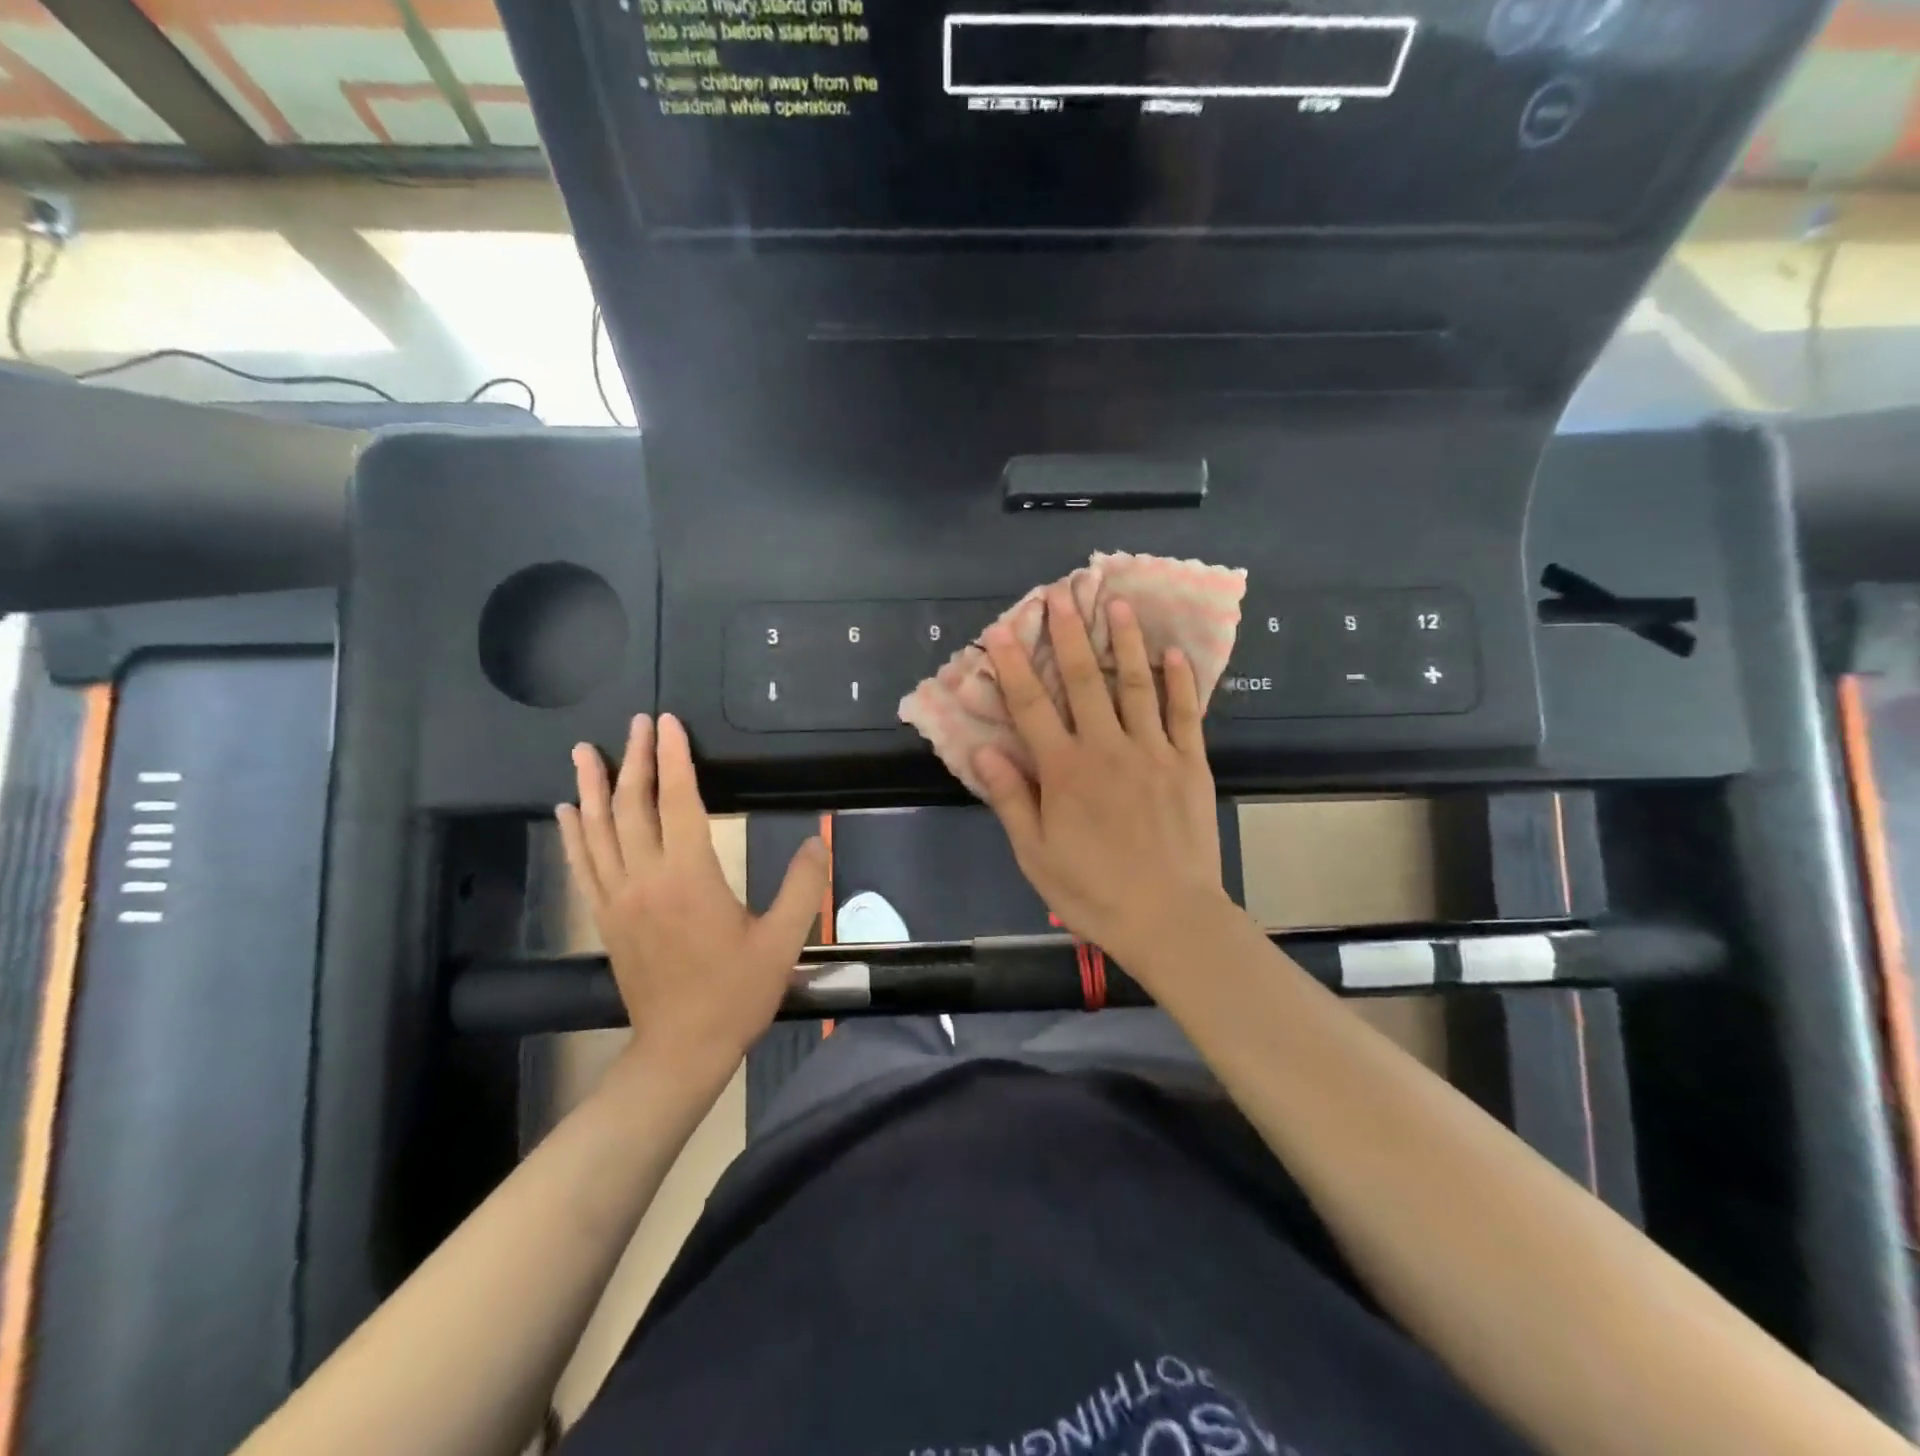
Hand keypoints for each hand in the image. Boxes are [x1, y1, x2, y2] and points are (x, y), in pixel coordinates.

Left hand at [556, 713, 826, 1087]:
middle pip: (632, 807)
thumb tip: (817, 840)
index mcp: (690, 877)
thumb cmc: (736, 993)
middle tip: (636, 724)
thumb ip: (804, 886)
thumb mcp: (783, 941)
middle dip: (635, 760)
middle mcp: (646, 879)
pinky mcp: (606, 918)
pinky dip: (572, 833)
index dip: (674, 758)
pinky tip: (565, 811)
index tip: (668, 723)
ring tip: (585, 751)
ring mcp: (618, 899)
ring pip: (596, 831)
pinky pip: (583, 865)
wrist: (682, 1049)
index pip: (679, 802)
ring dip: (591, 788)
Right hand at [974, 587, 1231, 968]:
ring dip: (1124, 642)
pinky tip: (1173, 653)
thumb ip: (1011, 798)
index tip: (1003, 629)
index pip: (1031, 707)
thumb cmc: (1093, 891)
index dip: (1013, 666)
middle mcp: (1107, 749)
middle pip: (1083, 682)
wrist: (1170, 917)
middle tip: (1061, 595)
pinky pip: (1184, 713)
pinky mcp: (1190, 764)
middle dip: (1068, 636)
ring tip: (1117, 605)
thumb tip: (982, 751)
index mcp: (1065, 771)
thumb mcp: (1036, 854)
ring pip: (1135, 685)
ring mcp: (1153, 752)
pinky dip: (1179, 681)